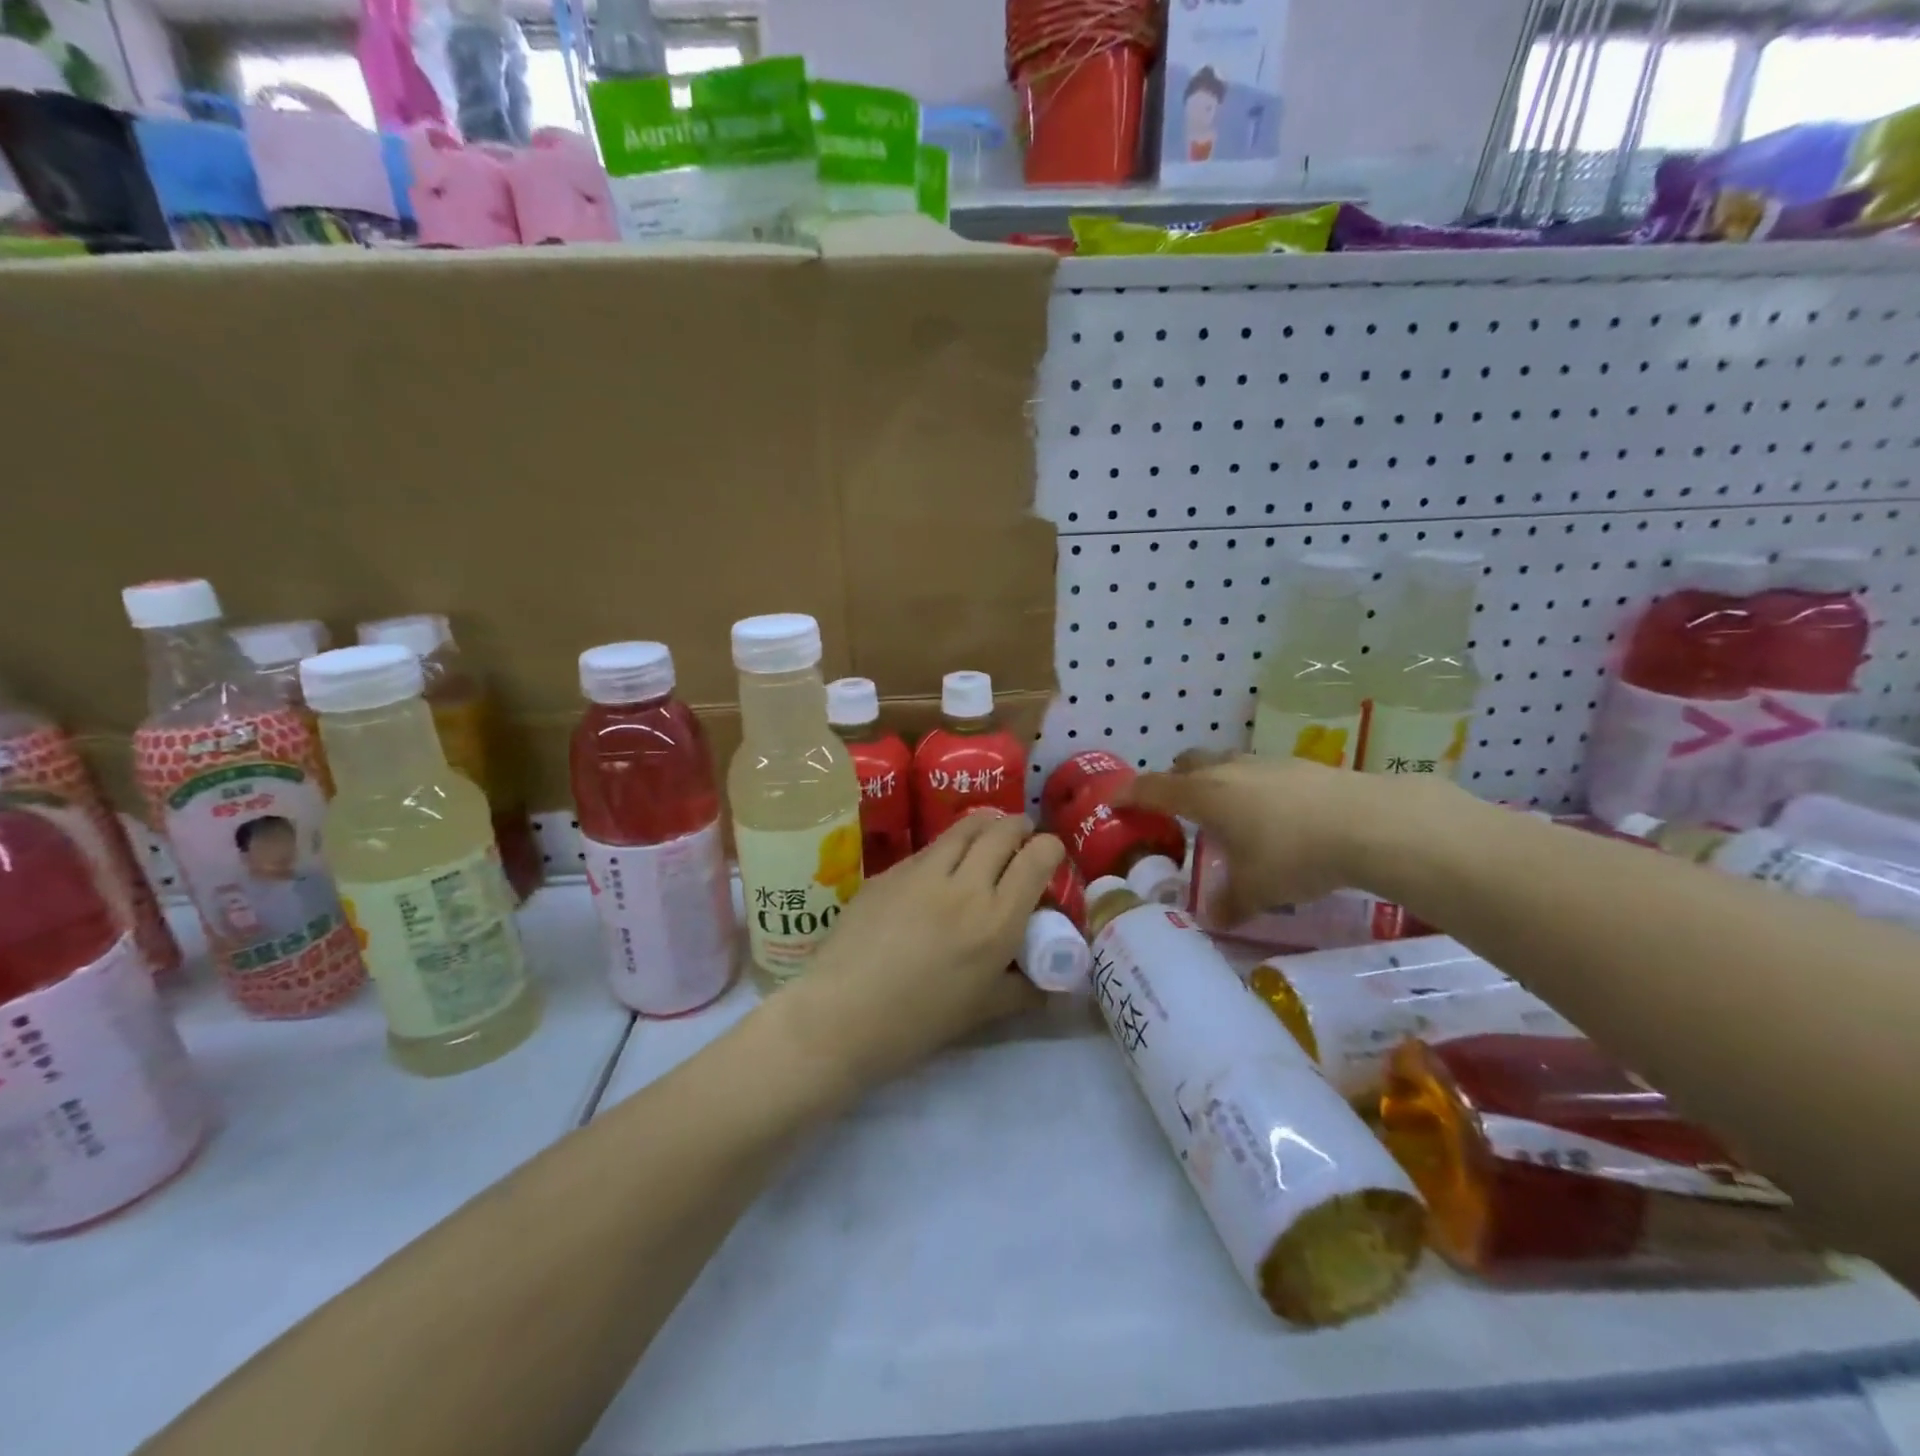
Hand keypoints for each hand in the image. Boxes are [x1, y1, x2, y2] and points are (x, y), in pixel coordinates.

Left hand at [774, 814, 1065, 1098]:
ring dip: (984, 825)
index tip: (1049, 855)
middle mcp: (965, 884)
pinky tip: (939, 869)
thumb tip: (1053, 984)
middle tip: (1021, 836)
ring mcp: (922, 872)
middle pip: (1001, 831)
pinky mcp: (889, 871)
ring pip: (964, 828)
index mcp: (997, 920)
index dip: (1050, 849)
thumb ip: (1023, 990)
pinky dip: (946, 849)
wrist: (841, 1015)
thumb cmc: (918, 1022)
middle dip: (1019, 827)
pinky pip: (928, 849)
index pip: (1037, 858)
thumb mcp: (983, 1011)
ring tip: (987, 834)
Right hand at [1122, 755, 1456, 921]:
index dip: (1128, 794)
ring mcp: (1264, 763)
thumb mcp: (1256, 891)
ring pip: (1223, 763)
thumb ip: (1229, 904)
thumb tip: (1215, 920)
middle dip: (1172, 781)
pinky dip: (1251, 787)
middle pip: (1185, 764)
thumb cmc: (1293, 855)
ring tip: (1226, 813)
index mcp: (1204, 796)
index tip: (1112, 802)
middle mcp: (1227, 771)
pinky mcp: (1299, 765)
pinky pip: (1258, 771)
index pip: (1152, 788)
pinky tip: (1273, 815)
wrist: (1368, 823)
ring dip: (1214, 781)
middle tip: (1174, 809)